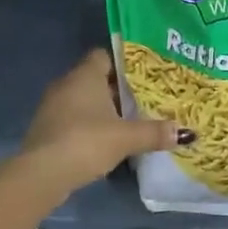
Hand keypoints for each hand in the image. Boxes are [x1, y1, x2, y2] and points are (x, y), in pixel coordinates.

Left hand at [21, 49, 186, 189]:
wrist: (42, 173)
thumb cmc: (86, 141)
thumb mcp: (126, 137)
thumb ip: (155, 132)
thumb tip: (185, 133)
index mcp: (85, 75)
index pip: (105, 55)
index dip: (124, 62)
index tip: (144, 74)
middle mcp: (66, 84)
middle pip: (96, 78)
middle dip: (118, 89)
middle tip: (144, 98)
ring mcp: (53, 107)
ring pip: (84, 99)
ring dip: (103, 109)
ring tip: (129, 120)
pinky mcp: (47, 129)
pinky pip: (74, 118)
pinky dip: (89, 124)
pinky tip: (106, 140)